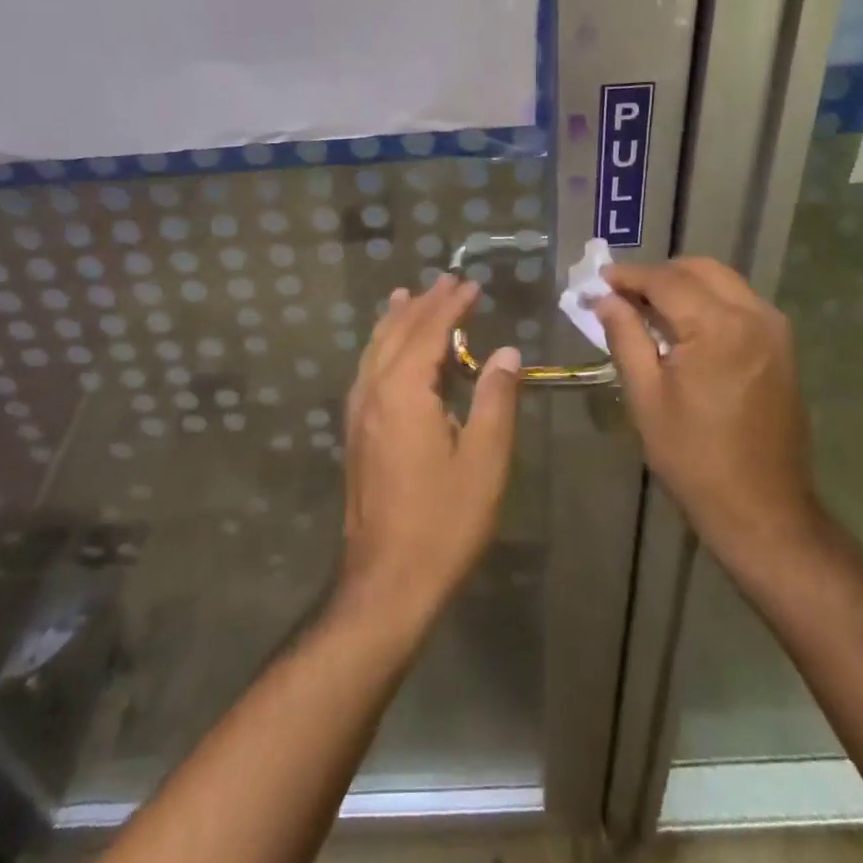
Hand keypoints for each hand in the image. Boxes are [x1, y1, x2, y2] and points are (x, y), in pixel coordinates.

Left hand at [335, 274, 521, 633]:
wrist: (387, 581)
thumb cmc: (444, 521)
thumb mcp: (485, 460)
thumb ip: (495, 399)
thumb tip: (507, 353)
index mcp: (404, 392)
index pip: (428, 331)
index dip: (451, 305)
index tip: (471, 284)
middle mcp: (373, 392)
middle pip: (397, 333)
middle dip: (423, 304)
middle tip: (446, 281)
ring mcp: (359, 413)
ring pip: (375, 350)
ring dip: (395, 320)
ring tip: (407, 297)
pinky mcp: (356, 434)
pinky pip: (368, 371)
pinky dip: (382, 347)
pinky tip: (388, 351)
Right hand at [591, 258, 817, 553]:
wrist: (763, 510)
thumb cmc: (695, 458)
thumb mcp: (646, 397)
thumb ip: (625, 337)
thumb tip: (604, 299)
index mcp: (718, 326)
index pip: (666, 280)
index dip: (628, 276)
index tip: (598, 280)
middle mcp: (754, 315)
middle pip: (700, 269)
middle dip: (658, 274)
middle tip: (622, 295)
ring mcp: (775, 330)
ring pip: (723, 281)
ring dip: (685, 285)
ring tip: (649, 310)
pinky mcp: (783, 347)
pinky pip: (741, 303)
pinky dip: (709, 301)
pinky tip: (684, 327)